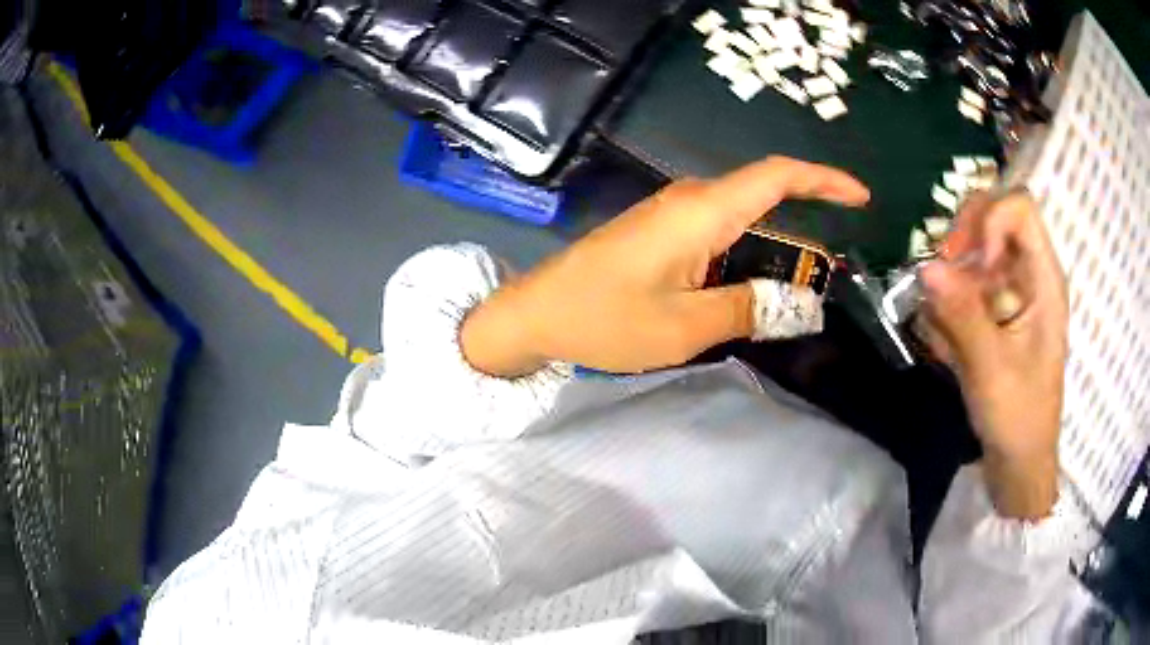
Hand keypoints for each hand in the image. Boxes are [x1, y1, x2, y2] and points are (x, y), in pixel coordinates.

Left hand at [460, 157, 869, 375]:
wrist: (536, 314)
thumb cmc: (605, 319)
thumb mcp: (686, 326)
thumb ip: (748, 309)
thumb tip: (797, 303)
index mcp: (702, 211)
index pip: (777, 176)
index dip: (824, 180)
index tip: (860, 196)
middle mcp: (691, 200)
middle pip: (764, 196)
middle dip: (806, 228)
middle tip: (828, 276)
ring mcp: (672, 214)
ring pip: (742, 219)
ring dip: (774, 249)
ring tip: (796, 291)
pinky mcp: (660, 231)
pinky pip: (718, 233)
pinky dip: (746, 254)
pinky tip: (752, 287)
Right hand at [920, 190, 1067, 518]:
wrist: (1020, 461)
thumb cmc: (1017, 417)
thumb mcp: (991, 369)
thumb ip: (963, 315)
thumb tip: (926, 267)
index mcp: (1044, 280)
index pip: (1020, 208)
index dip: (990, 219)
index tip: (969, 261)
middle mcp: (1031, 275)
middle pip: (994, 218)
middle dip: (963, 239)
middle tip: (941, 276)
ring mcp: (1014, 293)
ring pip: (977, 250)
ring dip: (953, 275)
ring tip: (940, 320)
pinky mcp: (999, 312)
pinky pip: (969, 284)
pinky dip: (951, 302)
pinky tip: (945, 339)